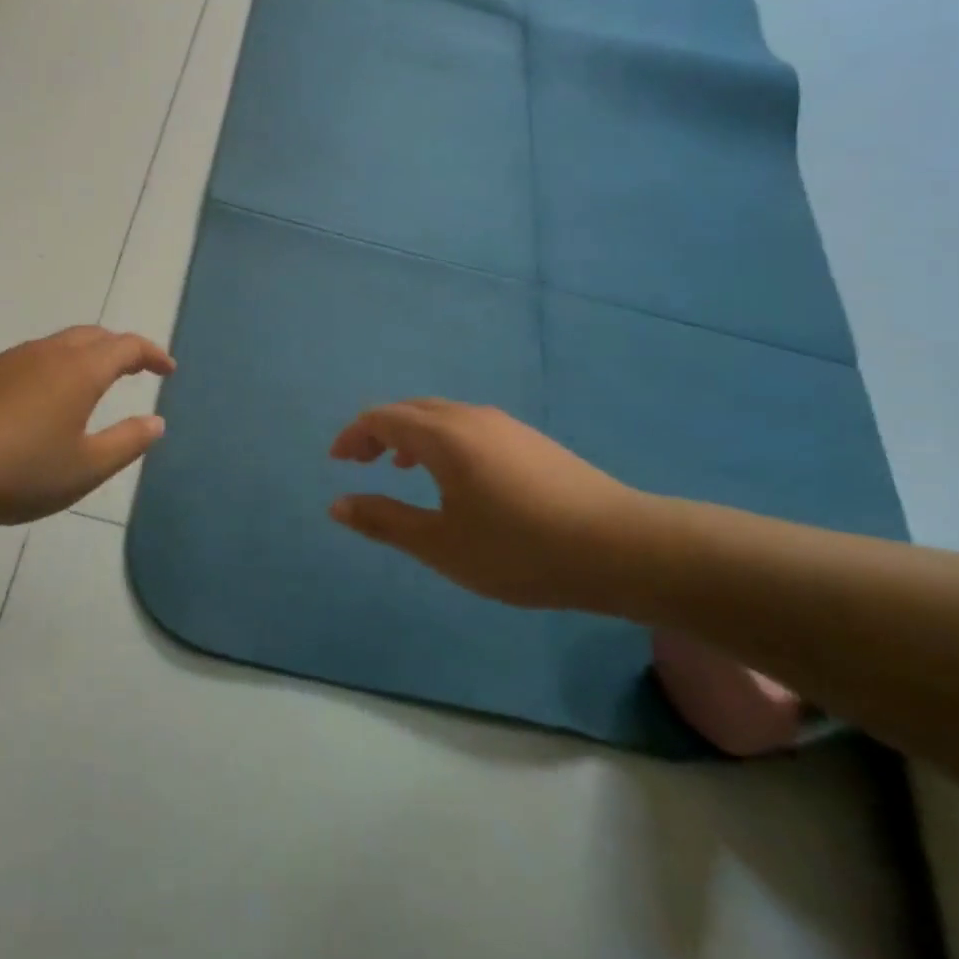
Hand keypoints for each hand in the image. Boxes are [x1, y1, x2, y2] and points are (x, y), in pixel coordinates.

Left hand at [0, 327, 174, 530]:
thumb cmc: (19, 471)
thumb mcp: (85, 468)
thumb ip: (127, 442)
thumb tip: (156, 422)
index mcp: (80, 370)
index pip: (127, 346)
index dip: (152, 354)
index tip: (168, 370)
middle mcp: (48, 353)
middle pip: (94, 336)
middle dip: (121, 348)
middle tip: (137, 370)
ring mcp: (12, 359)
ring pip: (61, 344)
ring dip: (87, 355)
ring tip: (95, 384)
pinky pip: (34, 357)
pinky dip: (57, 366)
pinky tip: (46, 399)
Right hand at [329, 399, 651, 612]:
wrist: (621, 547)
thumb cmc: (520, 549)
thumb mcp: (441, 544)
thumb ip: (384, 520)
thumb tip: (337, 504)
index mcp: (442, 436)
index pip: (382, 418)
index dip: (353, 435)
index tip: (337, 462)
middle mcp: (470, 418)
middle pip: (410, 410)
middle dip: (378, 431)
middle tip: (360, 462)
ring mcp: (505, 425)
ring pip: (442, 416)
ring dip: (411, 434)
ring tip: (401, 467)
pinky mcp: (530, 440)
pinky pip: (468, 426)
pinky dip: (441, 440)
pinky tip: (456, 477)